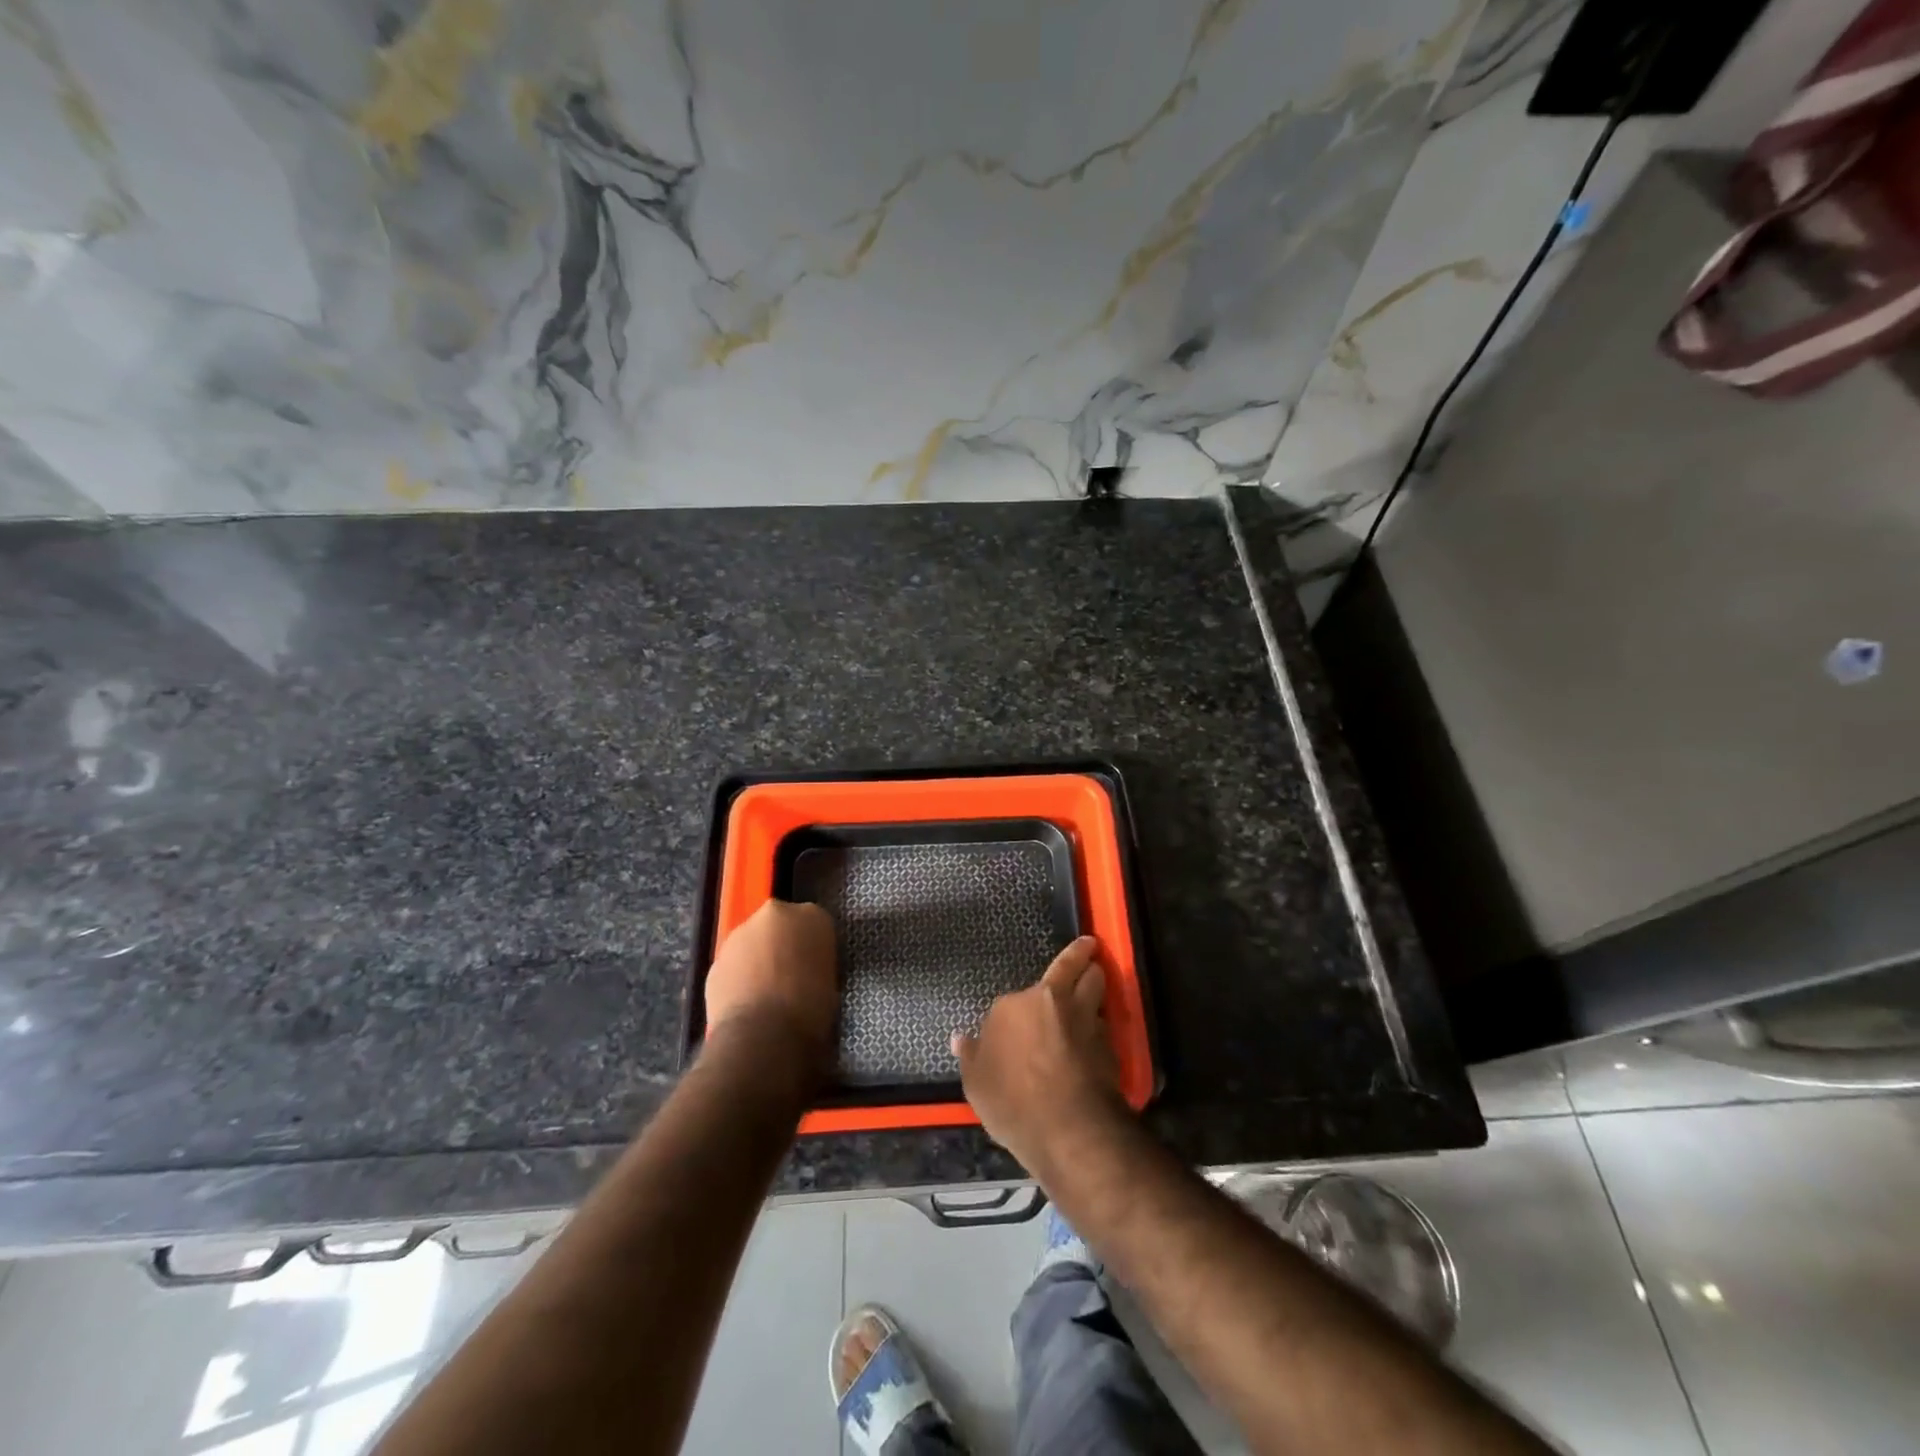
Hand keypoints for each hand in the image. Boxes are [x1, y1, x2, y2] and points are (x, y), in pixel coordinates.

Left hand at [705, 900, 838, 1076]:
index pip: (815, 923)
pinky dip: (739, 977)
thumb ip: (816, 961)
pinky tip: (745, 1002)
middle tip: (789, 975)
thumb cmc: (810, 1009)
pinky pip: (733, 964)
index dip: (813, 946)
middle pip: (779, 924)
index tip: (814, 966)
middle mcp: (774, 914)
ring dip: (757, 958)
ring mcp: (740, 934)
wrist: (763, 1035)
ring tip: (764, 993)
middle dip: (781, 944)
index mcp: (812, 916)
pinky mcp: (716, 958)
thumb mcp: (830, 980)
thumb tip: (806, 969)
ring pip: (752, 942)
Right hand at [952, 935, 1125, 1174]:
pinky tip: (1099, 1034)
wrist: (1070, 1129)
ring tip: (1095, 979)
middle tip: (1088, 950)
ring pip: (1097, 986)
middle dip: (1080, 958)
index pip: (1015, 997)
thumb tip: (959, 1038)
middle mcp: (1051, 1001)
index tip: (1018, 1016)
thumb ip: (971, 1057)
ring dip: (1096, 982)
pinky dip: (1102, 1023)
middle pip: (1072, 966)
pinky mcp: (1110, 1042)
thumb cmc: (1014, 1102)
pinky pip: (1106, 1023)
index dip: (1018, 1007)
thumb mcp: (977, 1085)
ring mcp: (1085, 1019)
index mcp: (1014, 1006)